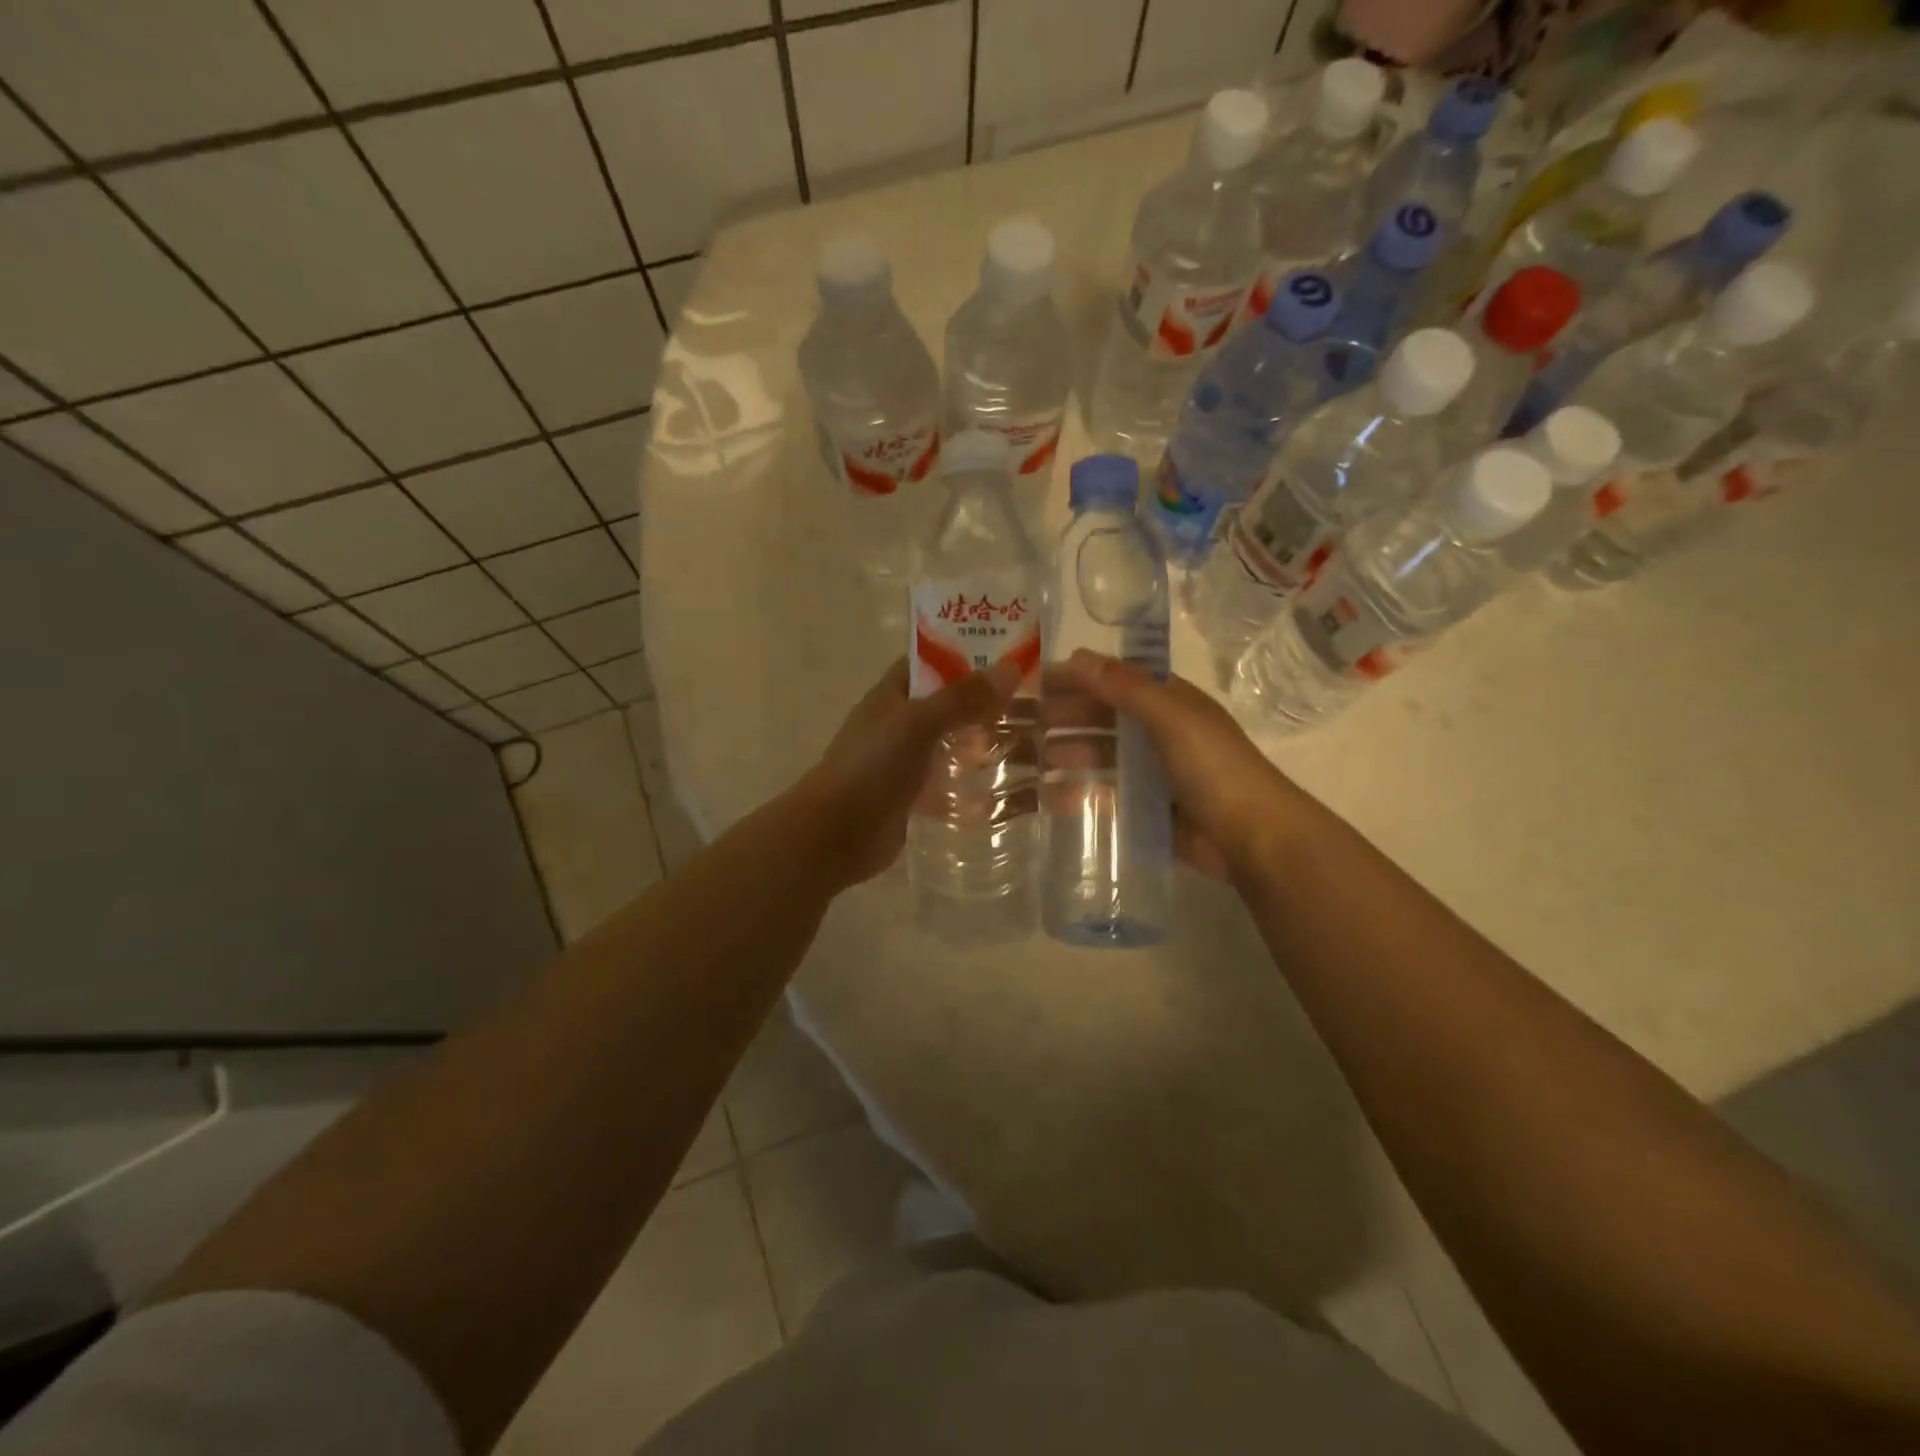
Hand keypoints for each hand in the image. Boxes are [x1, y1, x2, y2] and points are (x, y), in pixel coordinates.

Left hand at [796, 655, 1023, 888]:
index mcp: (891, 695)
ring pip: (950, 744)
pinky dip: (972, 783)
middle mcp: (898, 723)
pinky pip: (947, 783)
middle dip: (984, 703)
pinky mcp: (911, 796)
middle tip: (1033, 704)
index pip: (930, 662)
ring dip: (981, 743)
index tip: (1009, 656)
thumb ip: (962, 698)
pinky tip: (1007, 788)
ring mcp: (904, 761)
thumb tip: (1012, 667)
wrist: (835, 835)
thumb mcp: (918, 724)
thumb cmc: (871, 768)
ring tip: (1030, 743)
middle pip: (946, 704)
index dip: (965, 654)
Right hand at [1052, 648, 1308, 878]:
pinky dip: (1080, 793)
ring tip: (1029, 759)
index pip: (1113, 681)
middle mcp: (1159, 733)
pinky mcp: (1147, 810)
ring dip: (1067, 754)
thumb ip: (1126, 687)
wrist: (1253, 838)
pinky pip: (1106, 795)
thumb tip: (1077, 656)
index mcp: (1169, 703)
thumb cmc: (1214, 768)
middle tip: (1019, 724)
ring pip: (1101, 757)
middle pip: (1102, 719)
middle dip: (1064, 717)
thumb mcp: (1172, 717)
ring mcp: (1153, 774)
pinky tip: (1050, 797)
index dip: (1076, 678)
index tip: (1034, 682)